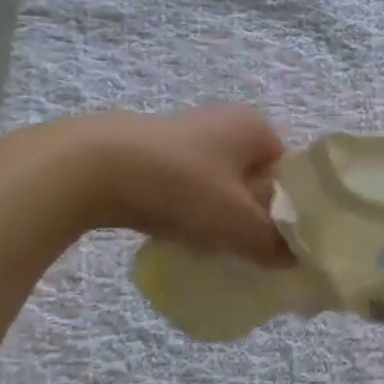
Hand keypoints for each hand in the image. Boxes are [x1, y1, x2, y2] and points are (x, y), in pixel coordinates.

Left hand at [66, 107, 293, 267]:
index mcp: (256, 129)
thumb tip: (296, 260)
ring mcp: (186, 136)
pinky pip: (190, 188)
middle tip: (258, 252)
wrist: (88, 169)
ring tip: (220, 248)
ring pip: (223, 187)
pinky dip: (193, 211)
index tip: (288, 245)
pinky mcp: (153, 154)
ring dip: (225, 216)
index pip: (293, 174)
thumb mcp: (238, 223)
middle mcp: (226, 123)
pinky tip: (183, 235)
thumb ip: (275, 244)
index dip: (294, 211)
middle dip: (259, 216)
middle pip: (258, 181)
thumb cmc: (180, 186)